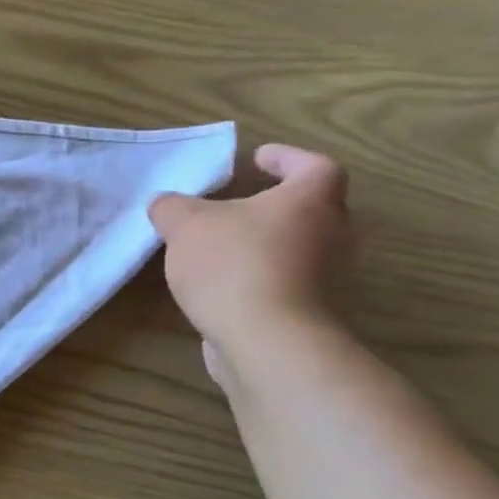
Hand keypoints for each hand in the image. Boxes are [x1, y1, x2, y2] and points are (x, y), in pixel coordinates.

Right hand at [147, 143, 349, 380]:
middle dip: (278, 204)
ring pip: (301, 248)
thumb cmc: (233, 265)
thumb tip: (165, 204)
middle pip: (314, 209)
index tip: (258, 158)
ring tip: (224, 246)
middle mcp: (333, 234)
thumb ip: (172, 207)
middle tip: (241, 203)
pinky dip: (262, 277)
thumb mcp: (185, 224)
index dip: (288, 158)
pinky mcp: (311, 312)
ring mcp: (327, 277)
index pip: (313, 166)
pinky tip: (224, 285)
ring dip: (268, 243)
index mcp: (311, 200)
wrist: (265, 340)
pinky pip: (287, 282)